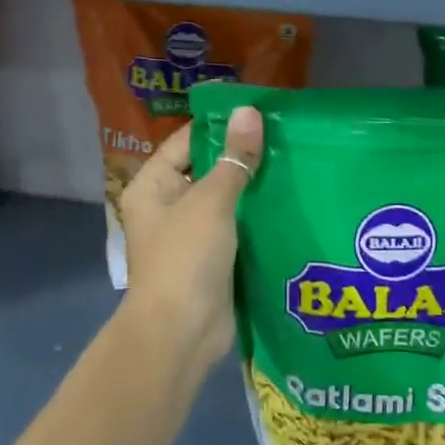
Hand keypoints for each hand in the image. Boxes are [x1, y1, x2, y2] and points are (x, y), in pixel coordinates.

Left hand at [119, 106, 262, 371]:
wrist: (181, 333)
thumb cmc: (186, 257)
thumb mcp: (211, 201)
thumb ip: (234, 158)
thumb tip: (249, 111)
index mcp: (152, 186)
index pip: (186, 142)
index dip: (219, 126)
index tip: (258, 113)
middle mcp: (166, 207)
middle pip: (205, 170)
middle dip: (240, 157)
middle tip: (283, 136)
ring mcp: (189, 235)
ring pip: (223, 200)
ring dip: (251, 187)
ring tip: (292, 163)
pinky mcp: (211, 259)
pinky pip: (234, 228)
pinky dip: (255, 217)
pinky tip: (287, 202)